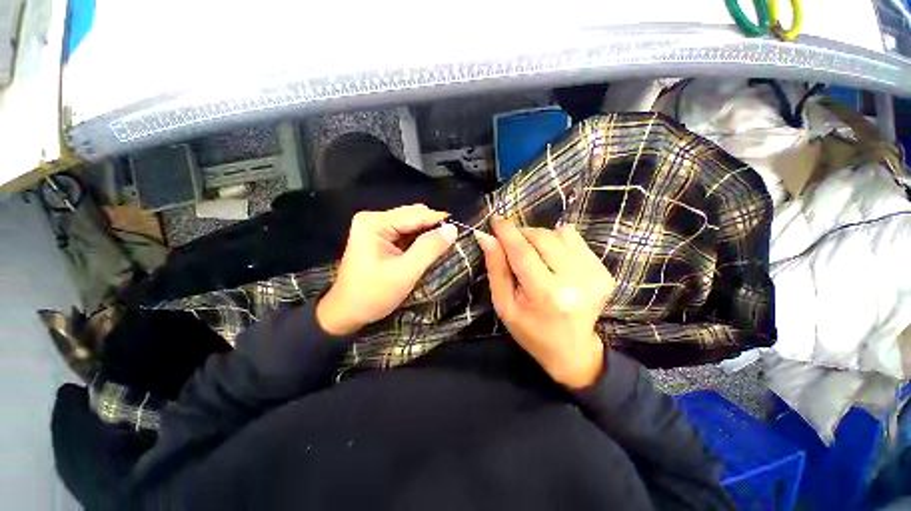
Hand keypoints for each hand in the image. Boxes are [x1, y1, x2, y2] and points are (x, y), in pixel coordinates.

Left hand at [317, 204, 457, 335]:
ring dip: (427, 235)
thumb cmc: (372, 295)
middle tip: (451, 243)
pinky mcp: (380, 239)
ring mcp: (376, 228)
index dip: (439, 221)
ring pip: (412, 225)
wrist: (346, 313)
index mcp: (375, 223)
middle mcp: (374, 219)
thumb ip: (429, 249)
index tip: (460, 231)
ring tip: (442, 247)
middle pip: (413, 216)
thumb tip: (452, 229)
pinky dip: (419, 241)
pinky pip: (407, 234)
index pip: (415, 215)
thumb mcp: (404, 273)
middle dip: (433, 228)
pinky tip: (428, 250)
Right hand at [475, 218, 615, 388]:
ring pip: (559, 233)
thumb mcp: (505, 306)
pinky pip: (575, 239)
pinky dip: (558, 242)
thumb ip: (496, 270)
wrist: (574, 351)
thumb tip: (486, 238)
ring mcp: (595, 274)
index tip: (495, 219)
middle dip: (522, 234)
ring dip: (540, 238)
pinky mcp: (604, 271)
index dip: (507, 232)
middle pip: (542, 237)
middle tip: (511, 243)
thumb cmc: (531, 331)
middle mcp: (576, 281)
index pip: (522, 252)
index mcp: (547, 295)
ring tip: (534, 256)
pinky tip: (554, 260)